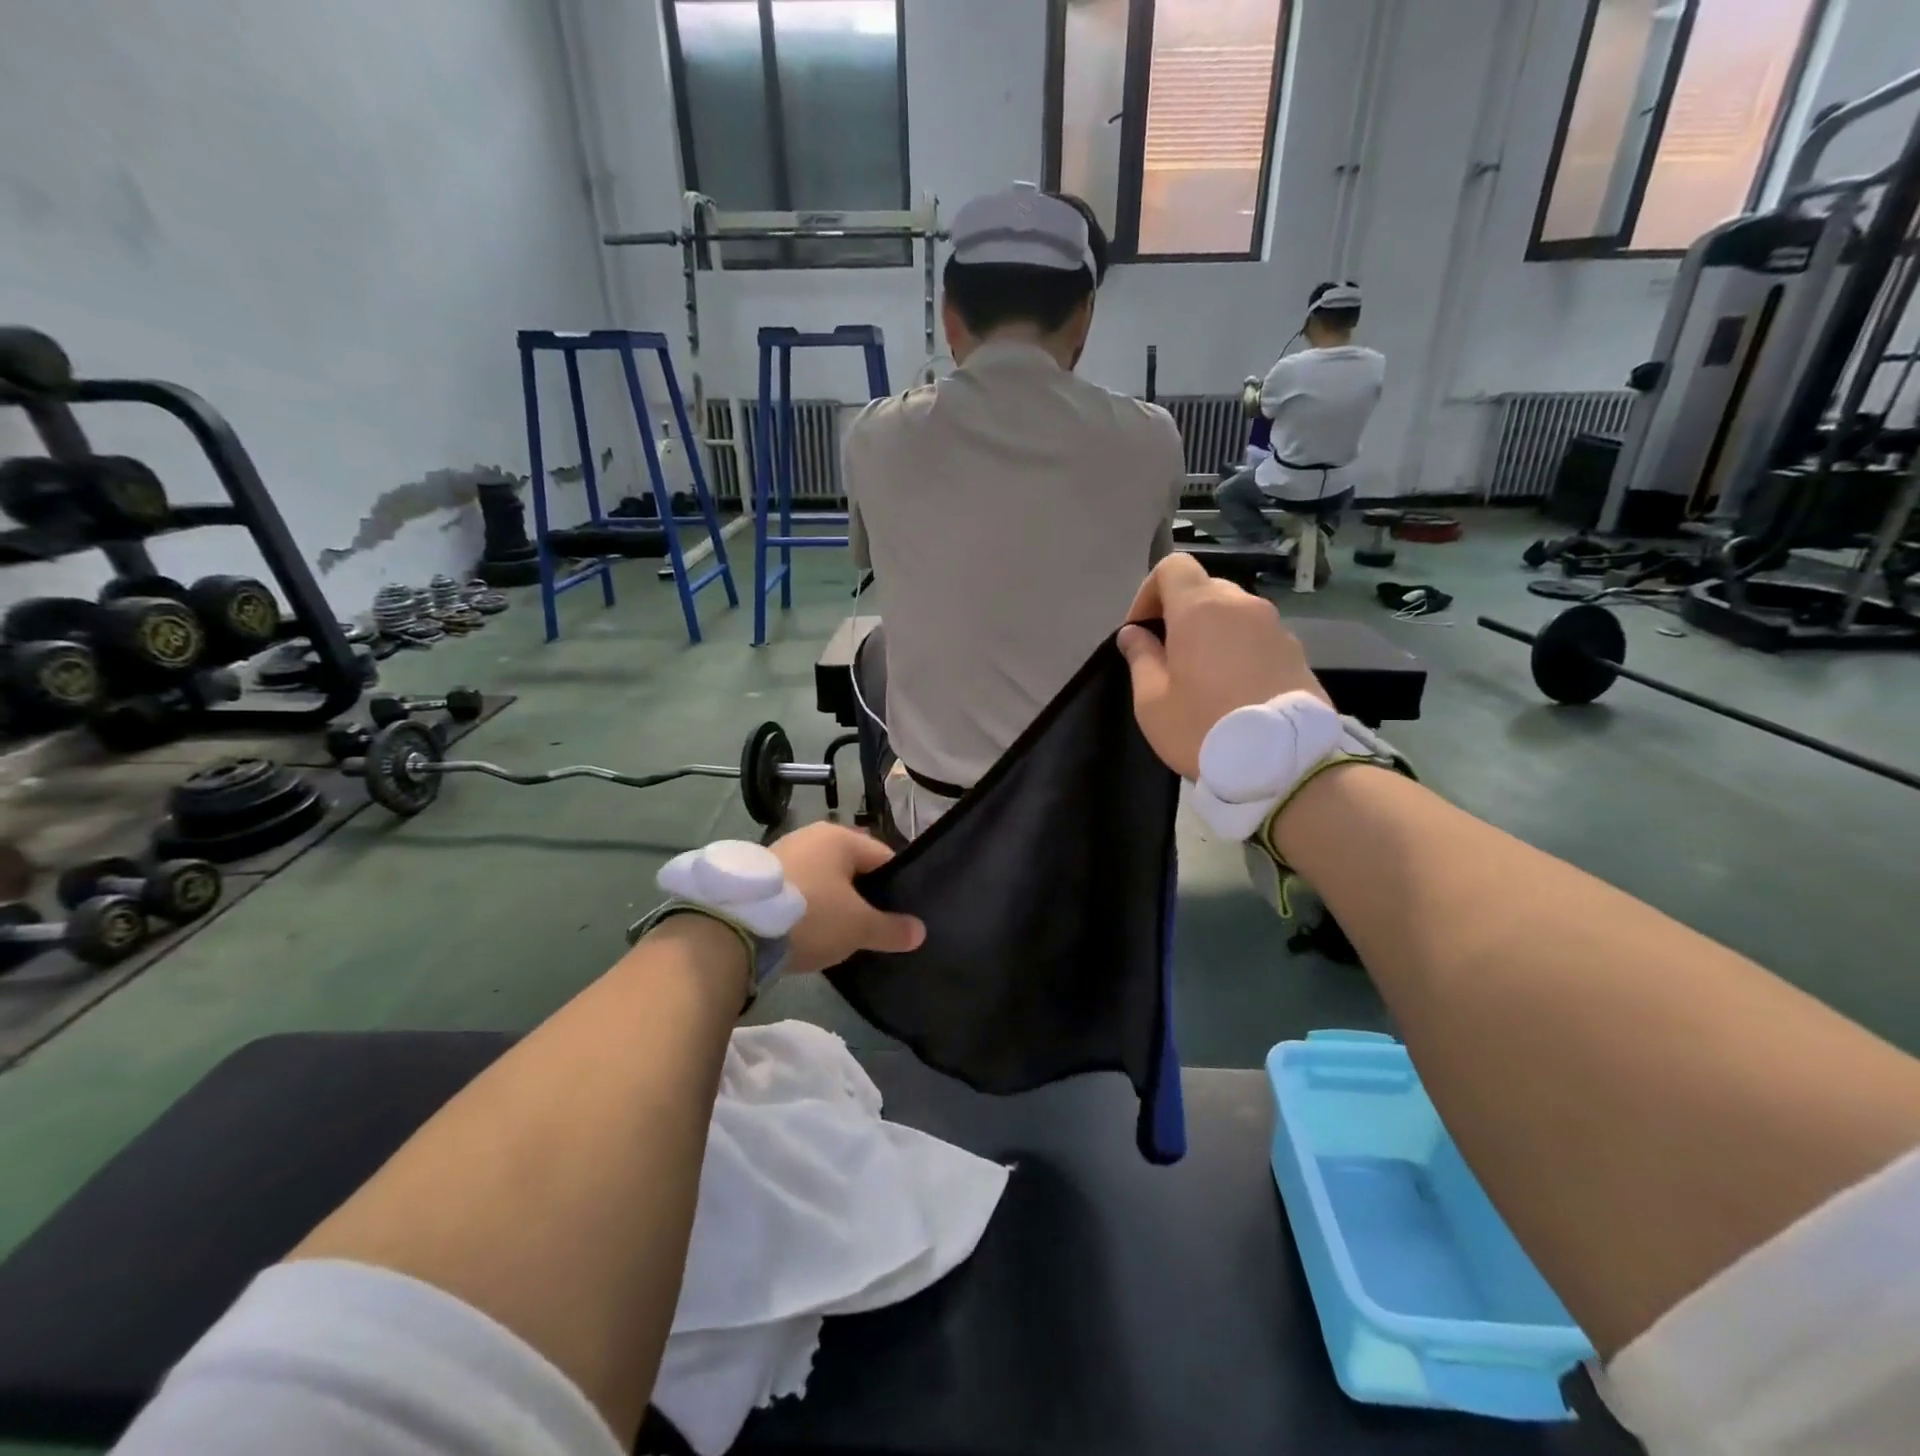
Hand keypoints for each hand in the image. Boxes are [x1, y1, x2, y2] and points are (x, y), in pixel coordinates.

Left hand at [771, 823, 924, 974]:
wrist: (734, 929)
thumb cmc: (810, 915)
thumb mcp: (858, 927)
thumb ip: (892, 929)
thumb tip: (920, 932)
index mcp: (840, 837)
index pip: (883, 857)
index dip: (897, 886)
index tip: (901, 915)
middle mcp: (810, 836)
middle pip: (851, 868)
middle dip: (863, 896)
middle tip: (873, 927)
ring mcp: (780, 853)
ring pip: (822, 880)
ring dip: (831, 903)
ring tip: (840, 934)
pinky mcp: (757, 877)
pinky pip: (796, 890)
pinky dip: (805, 908)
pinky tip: (807, 932)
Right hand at [1117, 553, 1326, 779]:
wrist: (1283, 764)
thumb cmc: (1203, 728)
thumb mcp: (1153, 700)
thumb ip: (1141, 658)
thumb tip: (1134, 634)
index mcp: (1201, 609)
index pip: (1173, 567)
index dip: (1149, 591)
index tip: (1142, 630)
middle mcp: (1243, 606)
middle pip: (1204, 589)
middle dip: (1180, 613)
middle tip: (1168, 656)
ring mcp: (1276, 627)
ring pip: (1233, 614)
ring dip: (1212, 632)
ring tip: (1202, 676)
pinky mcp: (1297, 653)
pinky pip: (1257, 637)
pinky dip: (1239, 650)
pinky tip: (1234, 690)